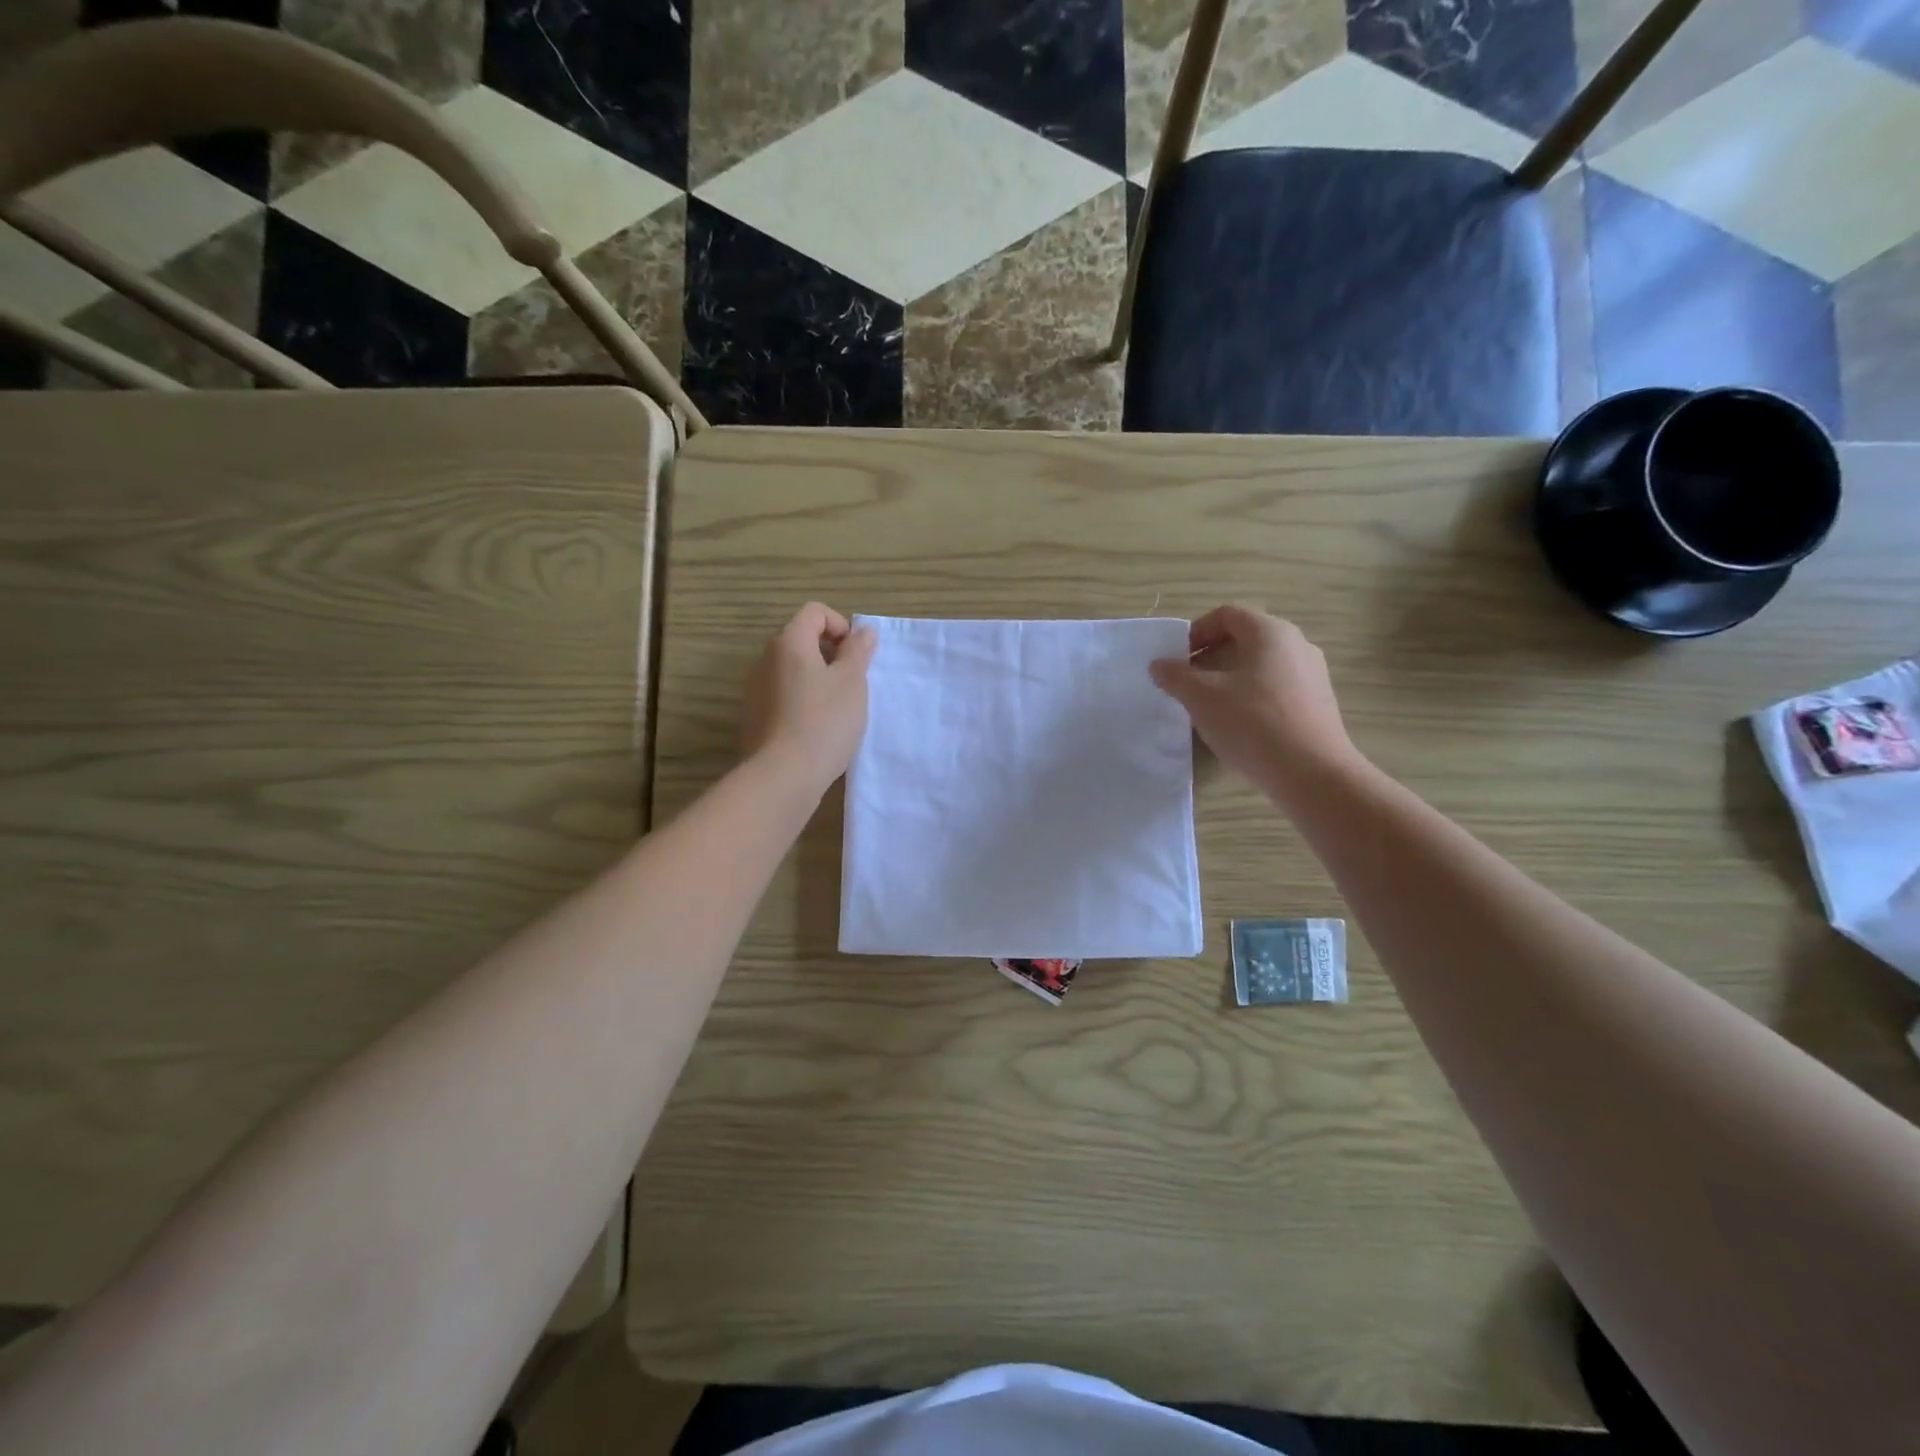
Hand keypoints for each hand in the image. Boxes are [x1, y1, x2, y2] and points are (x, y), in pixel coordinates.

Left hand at [741, 603, 877, 795]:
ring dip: (816, 680)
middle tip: (852, 684)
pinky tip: (817, 729)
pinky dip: (802, 702)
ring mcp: (755, 690)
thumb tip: (863, 631)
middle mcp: (765, 659)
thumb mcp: (852, 682)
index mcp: (789, 643)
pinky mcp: (753, 717)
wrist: (783, 775)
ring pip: (791, 671)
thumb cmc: (824, 721)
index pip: (814, 612)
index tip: (856, 656)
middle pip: (801, 640)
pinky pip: (782, 696)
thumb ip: (858, 652)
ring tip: (837, 709)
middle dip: (830, 655)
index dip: (841, 626)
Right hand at [1148, 605, 1361, 799]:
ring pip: (1261, 666)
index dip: (1196, 632)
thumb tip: (1159, 665)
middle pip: (1245, 639)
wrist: (1311, 773)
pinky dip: (1251, 698)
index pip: (1227, 614)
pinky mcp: (1318, 704)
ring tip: (1209, 708)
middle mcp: (1297, 644)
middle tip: (1187, 684)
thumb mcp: (1201, 697)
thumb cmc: (1252, 723)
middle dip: (1210, 658)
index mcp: (1270, 632)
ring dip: (1229, 679)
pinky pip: (1276, 689)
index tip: (1178, 660)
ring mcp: (1312, 675)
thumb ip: (1175, 676)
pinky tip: (1239, 727)